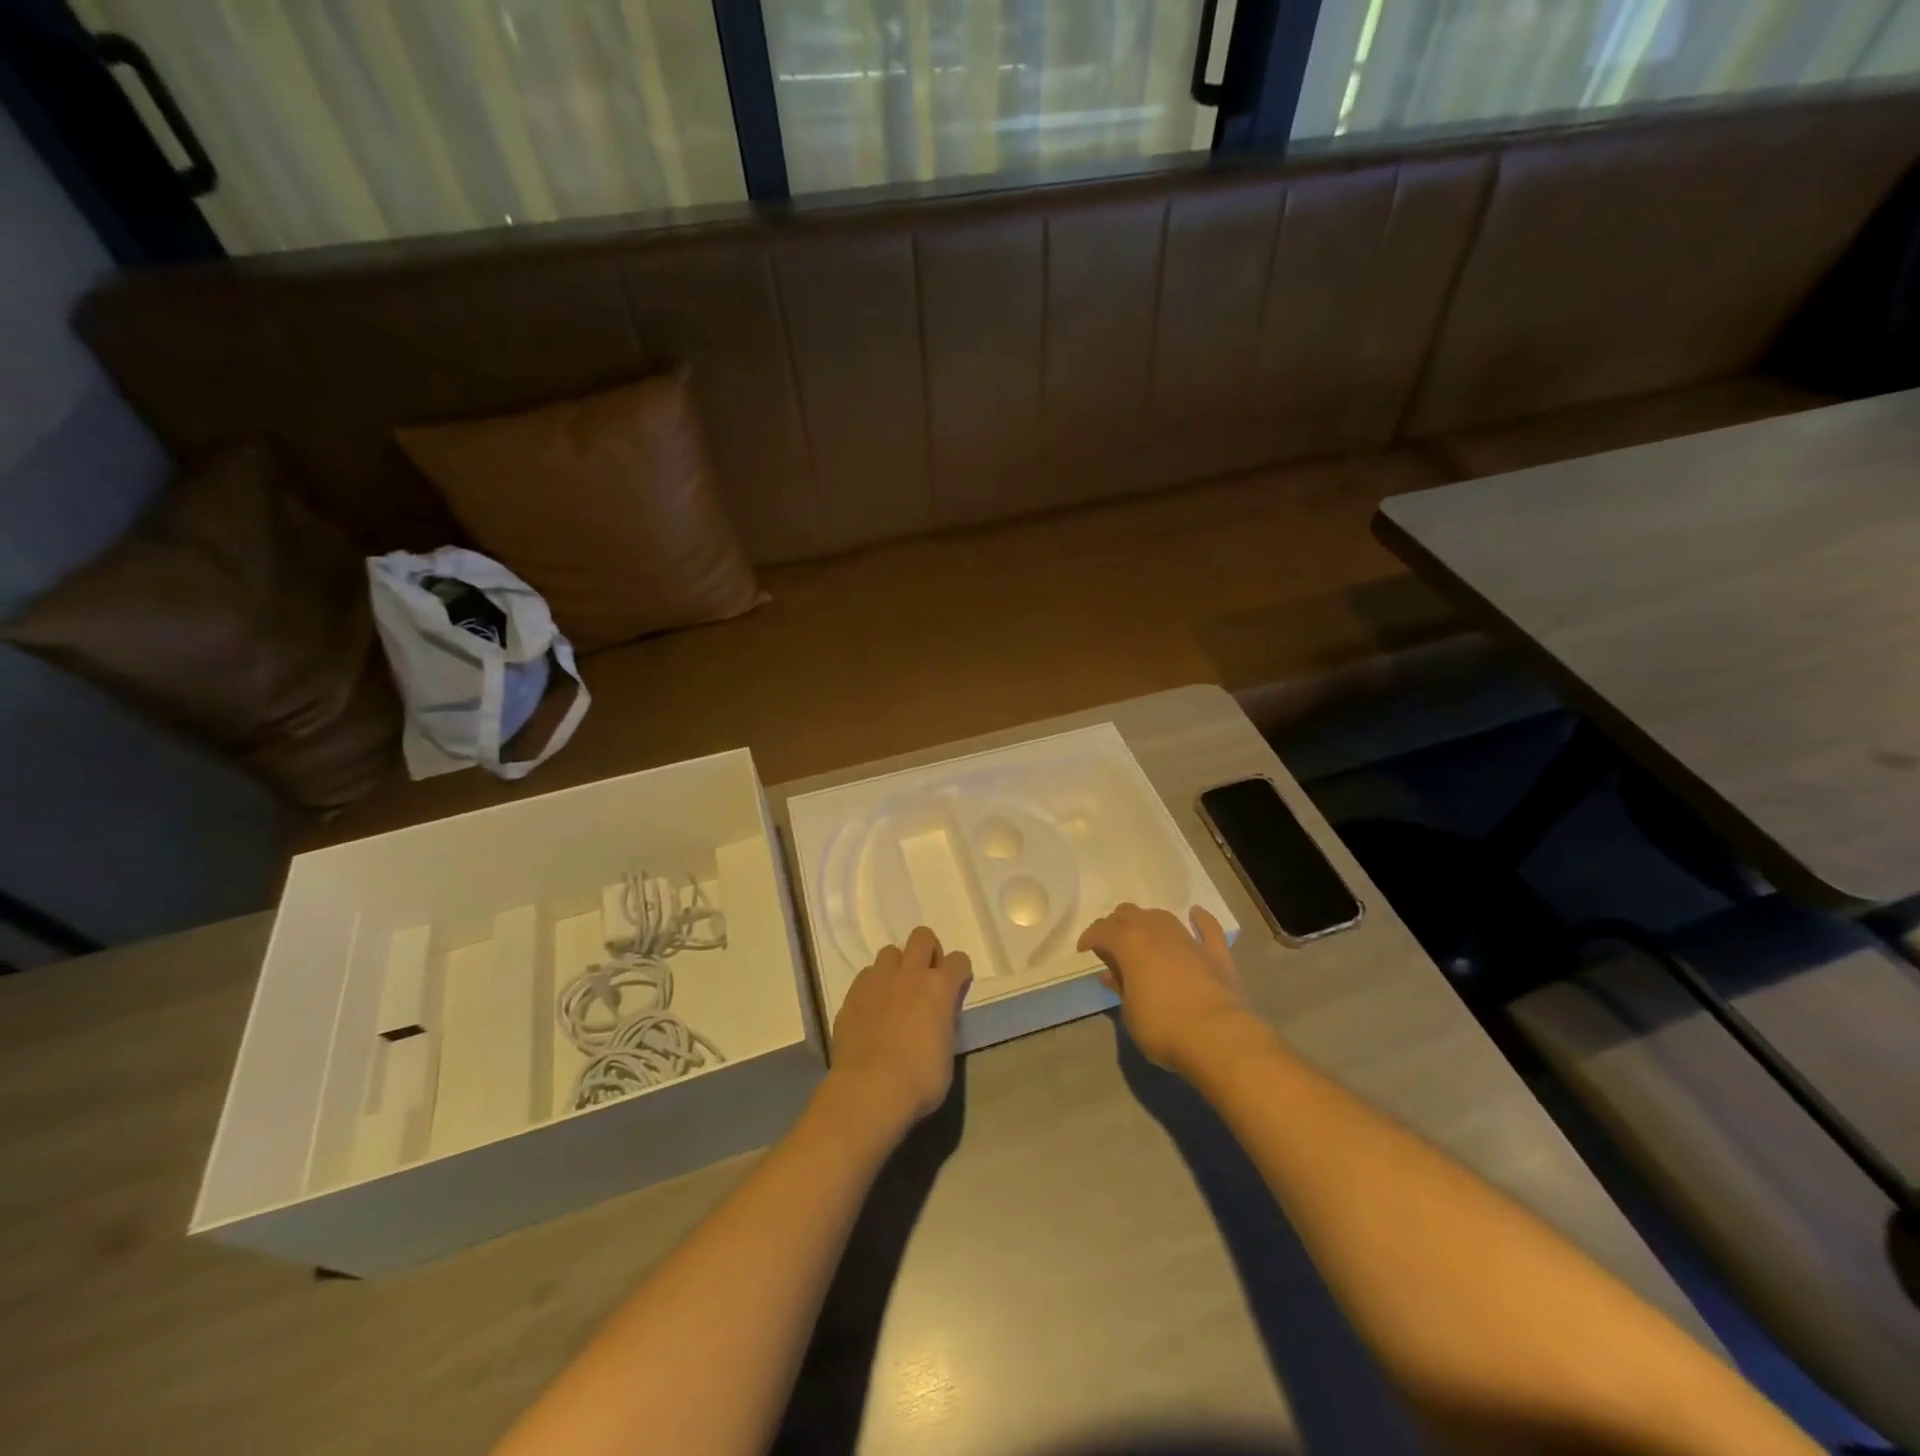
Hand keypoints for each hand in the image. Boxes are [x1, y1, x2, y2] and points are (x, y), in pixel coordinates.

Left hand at [828, 926, 972, 1133]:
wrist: (869, 1089)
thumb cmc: (919, 1079)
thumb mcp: (947, 1053)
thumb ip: (944, 1024)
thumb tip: (938, 1019)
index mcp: (939, 987)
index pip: (958, 960)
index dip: (959, 972)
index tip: (957, 988)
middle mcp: (910, 974)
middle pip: (922, 936)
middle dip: (928, 951)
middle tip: (926, 978)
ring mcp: (878, 980)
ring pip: (890, 951)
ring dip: (897, 966)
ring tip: (896, 992)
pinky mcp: (852, 994)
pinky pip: (866, 975)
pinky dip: (873, 986)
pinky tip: (872, 1009)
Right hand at [1077, 903, 1267, 1076]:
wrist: (1217, 1037)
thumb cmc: (1163, 1027)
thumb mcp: (1129, 1013)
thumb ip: (1121, 988)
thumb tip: (1113, 975)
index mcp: (1129, 944)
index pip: (1102, 930)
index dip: (1090, 937)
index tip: (1084, 950)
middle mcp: (1156, 932)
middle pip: (1130, 914)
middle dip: (1116, 924)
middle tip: (1112, 944)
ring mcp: (1188, 940)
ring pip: (1162, 916)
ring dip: (1148, 920)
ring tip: (1142, 933)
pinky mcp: (1216, 954)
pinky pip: (1208, 928)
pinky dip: (1200, 919)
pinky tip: (1196, 913)